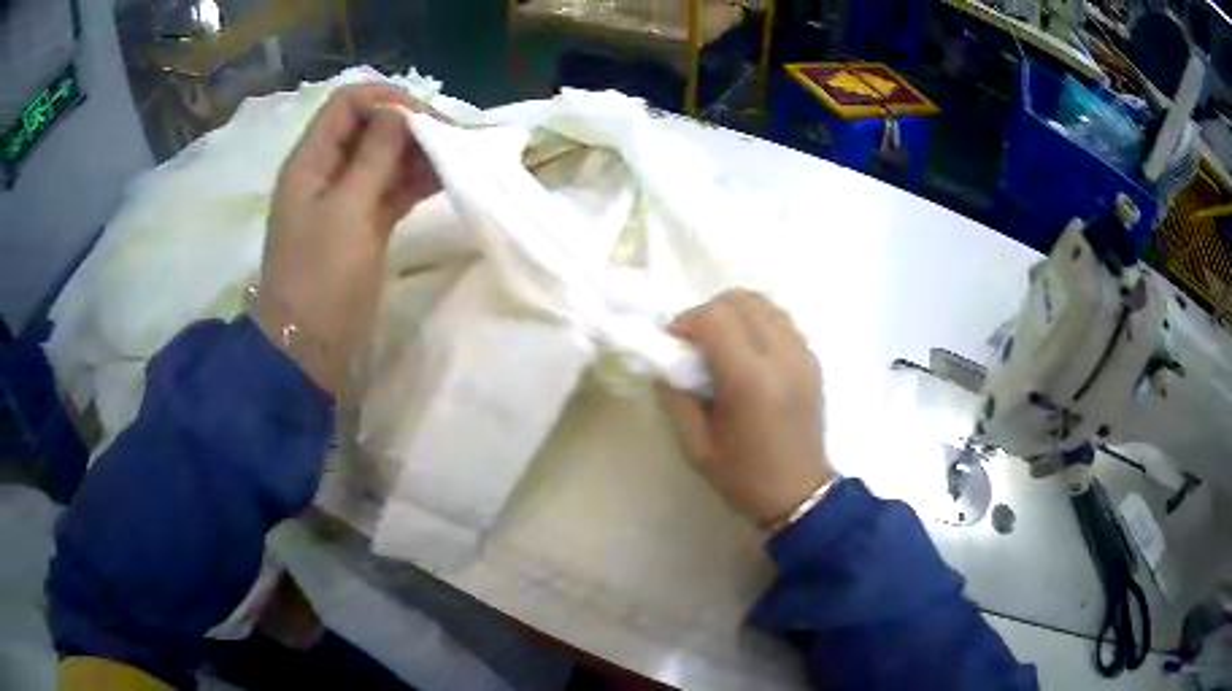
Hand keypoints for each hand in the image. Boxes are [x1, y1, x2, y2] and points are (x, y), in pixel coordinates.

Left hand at [255, 84, 439, 395]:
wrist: (309, 347)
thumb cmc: (320, 277)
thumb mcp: (347, 210)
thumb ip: (374, 155)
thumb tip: (399, 110)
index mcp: (311, 161)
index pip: (348, 104)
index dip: (386, 100)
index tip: (425, 117)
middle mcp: (327, 171)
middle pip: (370, 127)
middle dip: (409, 126)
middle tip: (452, 139)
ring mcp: (346, 199)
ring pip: (385, 158)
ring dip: (418, 154)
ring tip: (458, 160)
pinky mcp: (364, 224)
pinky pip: (392, 189)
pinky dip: (416, 181)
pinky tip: (446, 179)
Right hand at [660, 290, 831, 527]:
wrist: (800, 494)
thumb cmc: (744, 477)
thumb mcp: (695, 446)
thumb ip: (675, 396)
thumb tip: (665, 360)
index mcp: (751, 381)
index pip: (715, 317)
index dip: (687, 322)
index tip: (675, 346)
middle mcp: (782, 357)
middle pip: (740, 300)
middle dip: (709, 313)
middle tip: (697, 345)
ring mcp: (803, 354)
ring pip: (764, 303)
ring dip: (735, 314)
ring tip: (723, 346)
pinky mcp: (813, 358)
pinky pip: (781, 319)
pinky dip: (758, 322)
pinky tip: (749, 352)